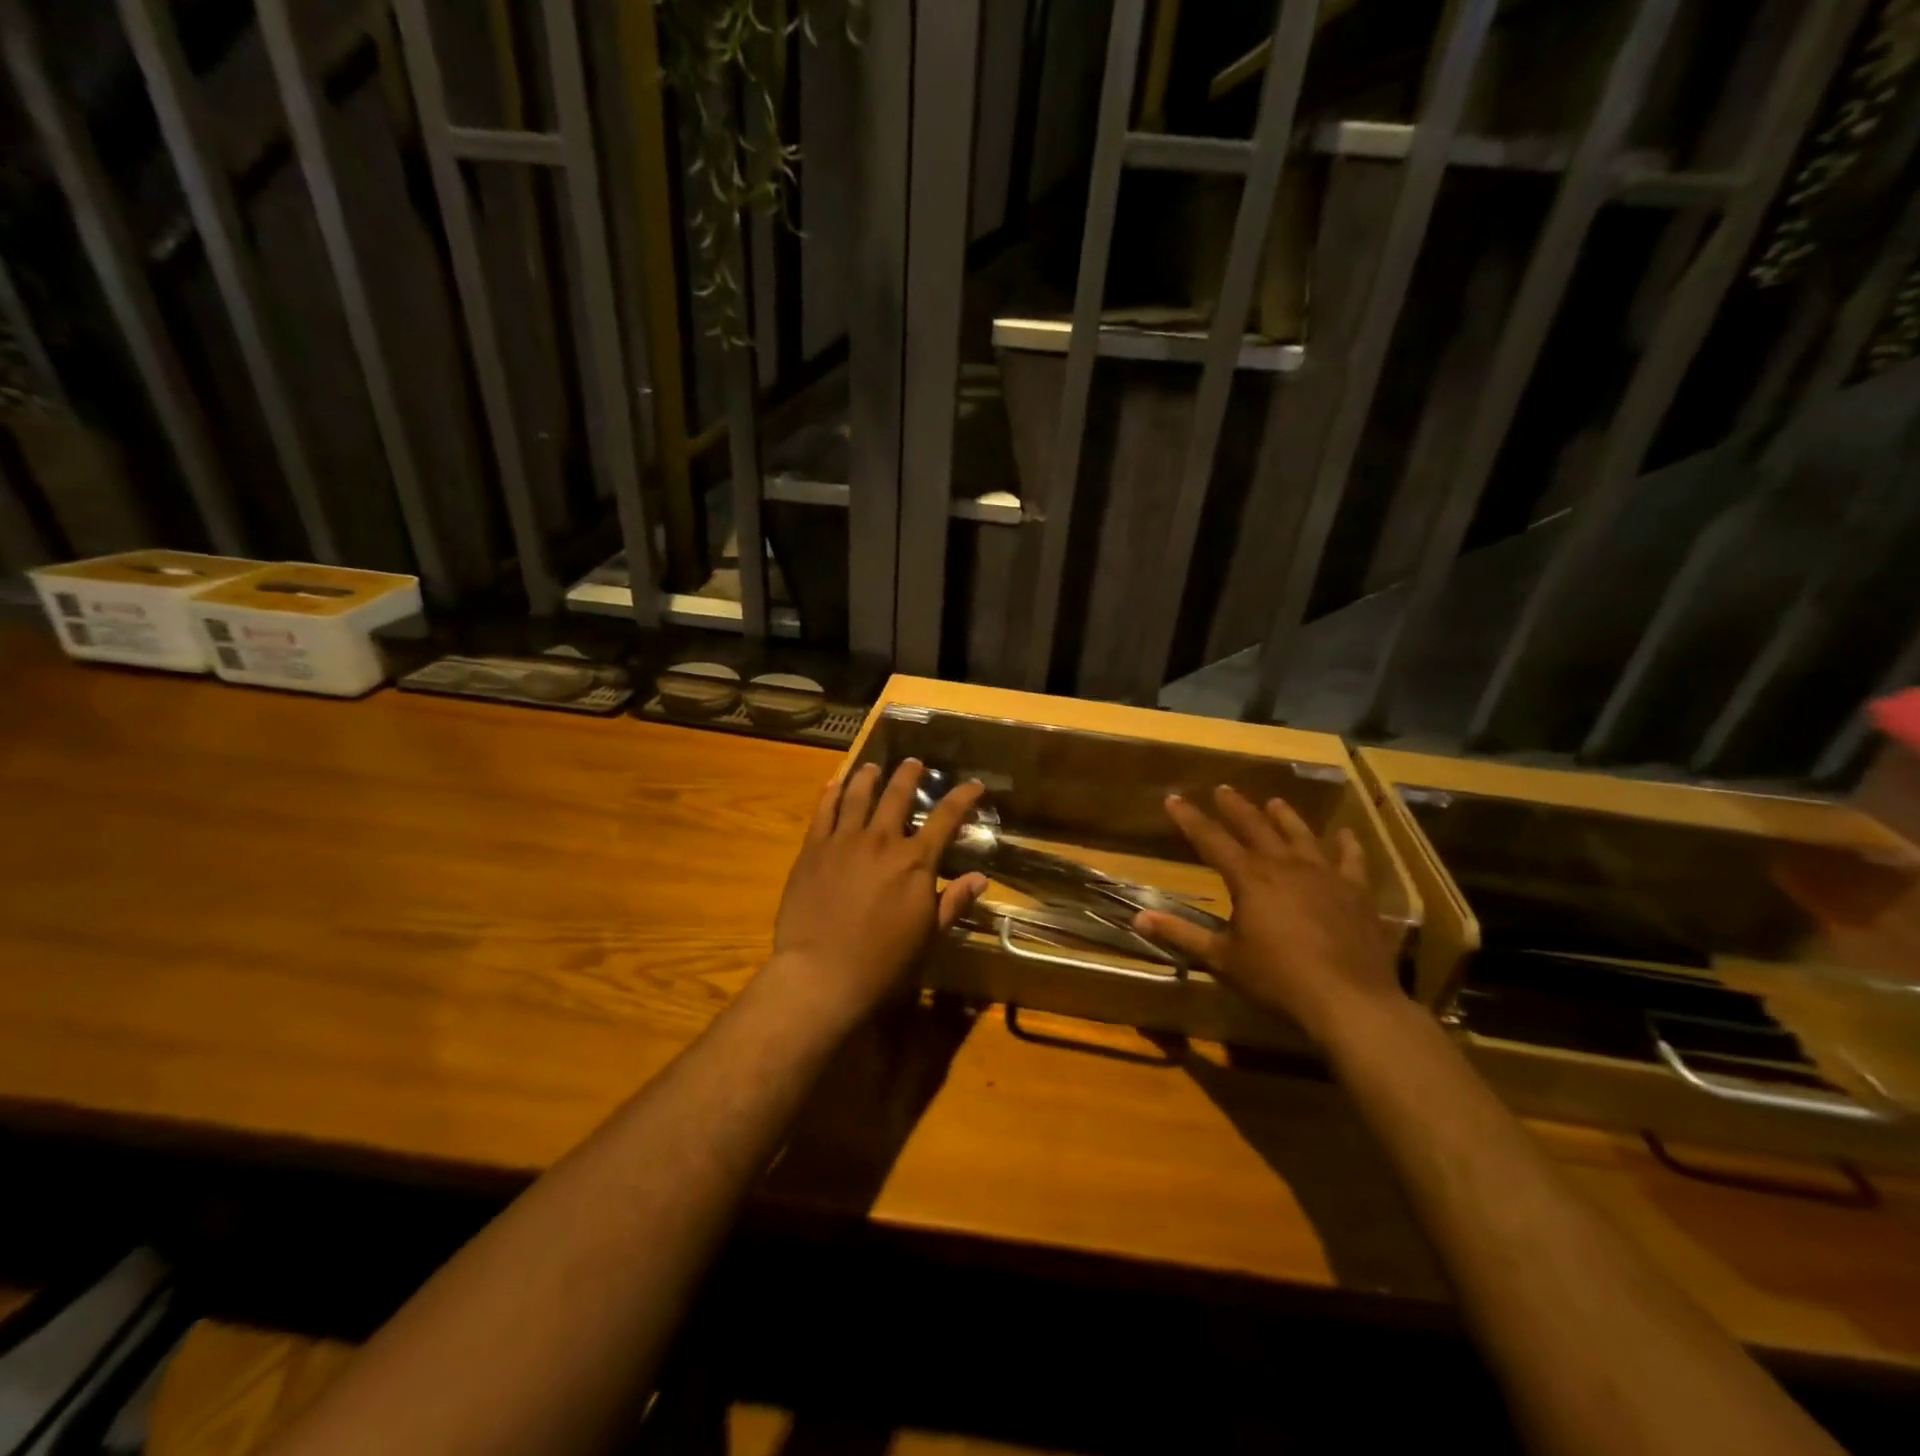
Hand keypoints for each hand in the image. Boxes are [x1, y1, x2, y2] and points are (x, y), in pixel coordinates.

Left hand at [767, 759, 988, 1025]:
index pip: (946, 818)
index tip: (974, 785)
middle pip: (898, 795)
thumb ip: (953, 902)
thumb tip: (980, 878)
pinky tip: (834, 784)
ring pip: (858, 795)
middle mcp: (881, 840)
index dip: (963, 797)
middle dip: (910, 775)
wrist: (822, 974)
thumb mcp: (928, 935)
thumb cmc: (883, 962)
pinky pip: (823, 812)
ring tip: (873, 767)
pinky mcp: (813, 850)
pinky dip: (831, 794)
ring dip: (869, 777)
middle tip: (915, 763)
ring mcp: (843, 841)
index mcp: (915, 861)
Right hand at [1133, 786, 1396, 1048]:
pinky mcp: (1356, 891)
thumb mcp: (1222, 958)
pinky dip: (1347, 845)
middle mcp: (1285, 865)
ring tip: (1274, 802)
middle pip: (1256, 827)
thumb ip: (1182, 934)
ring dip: (1285, 817)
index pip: (1211, 839)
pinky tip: (1346, 834)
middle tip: (1223, 789)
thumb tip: (1138, 918)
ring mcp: (1324, 875)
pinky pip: (1351, 860)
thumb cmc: (1277, 979)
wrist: (1348, 1000)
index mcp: (1249, 878)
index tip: (1174, 798)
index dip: (1190, 819)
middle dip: (1236, 807)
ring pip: (1301, 835)